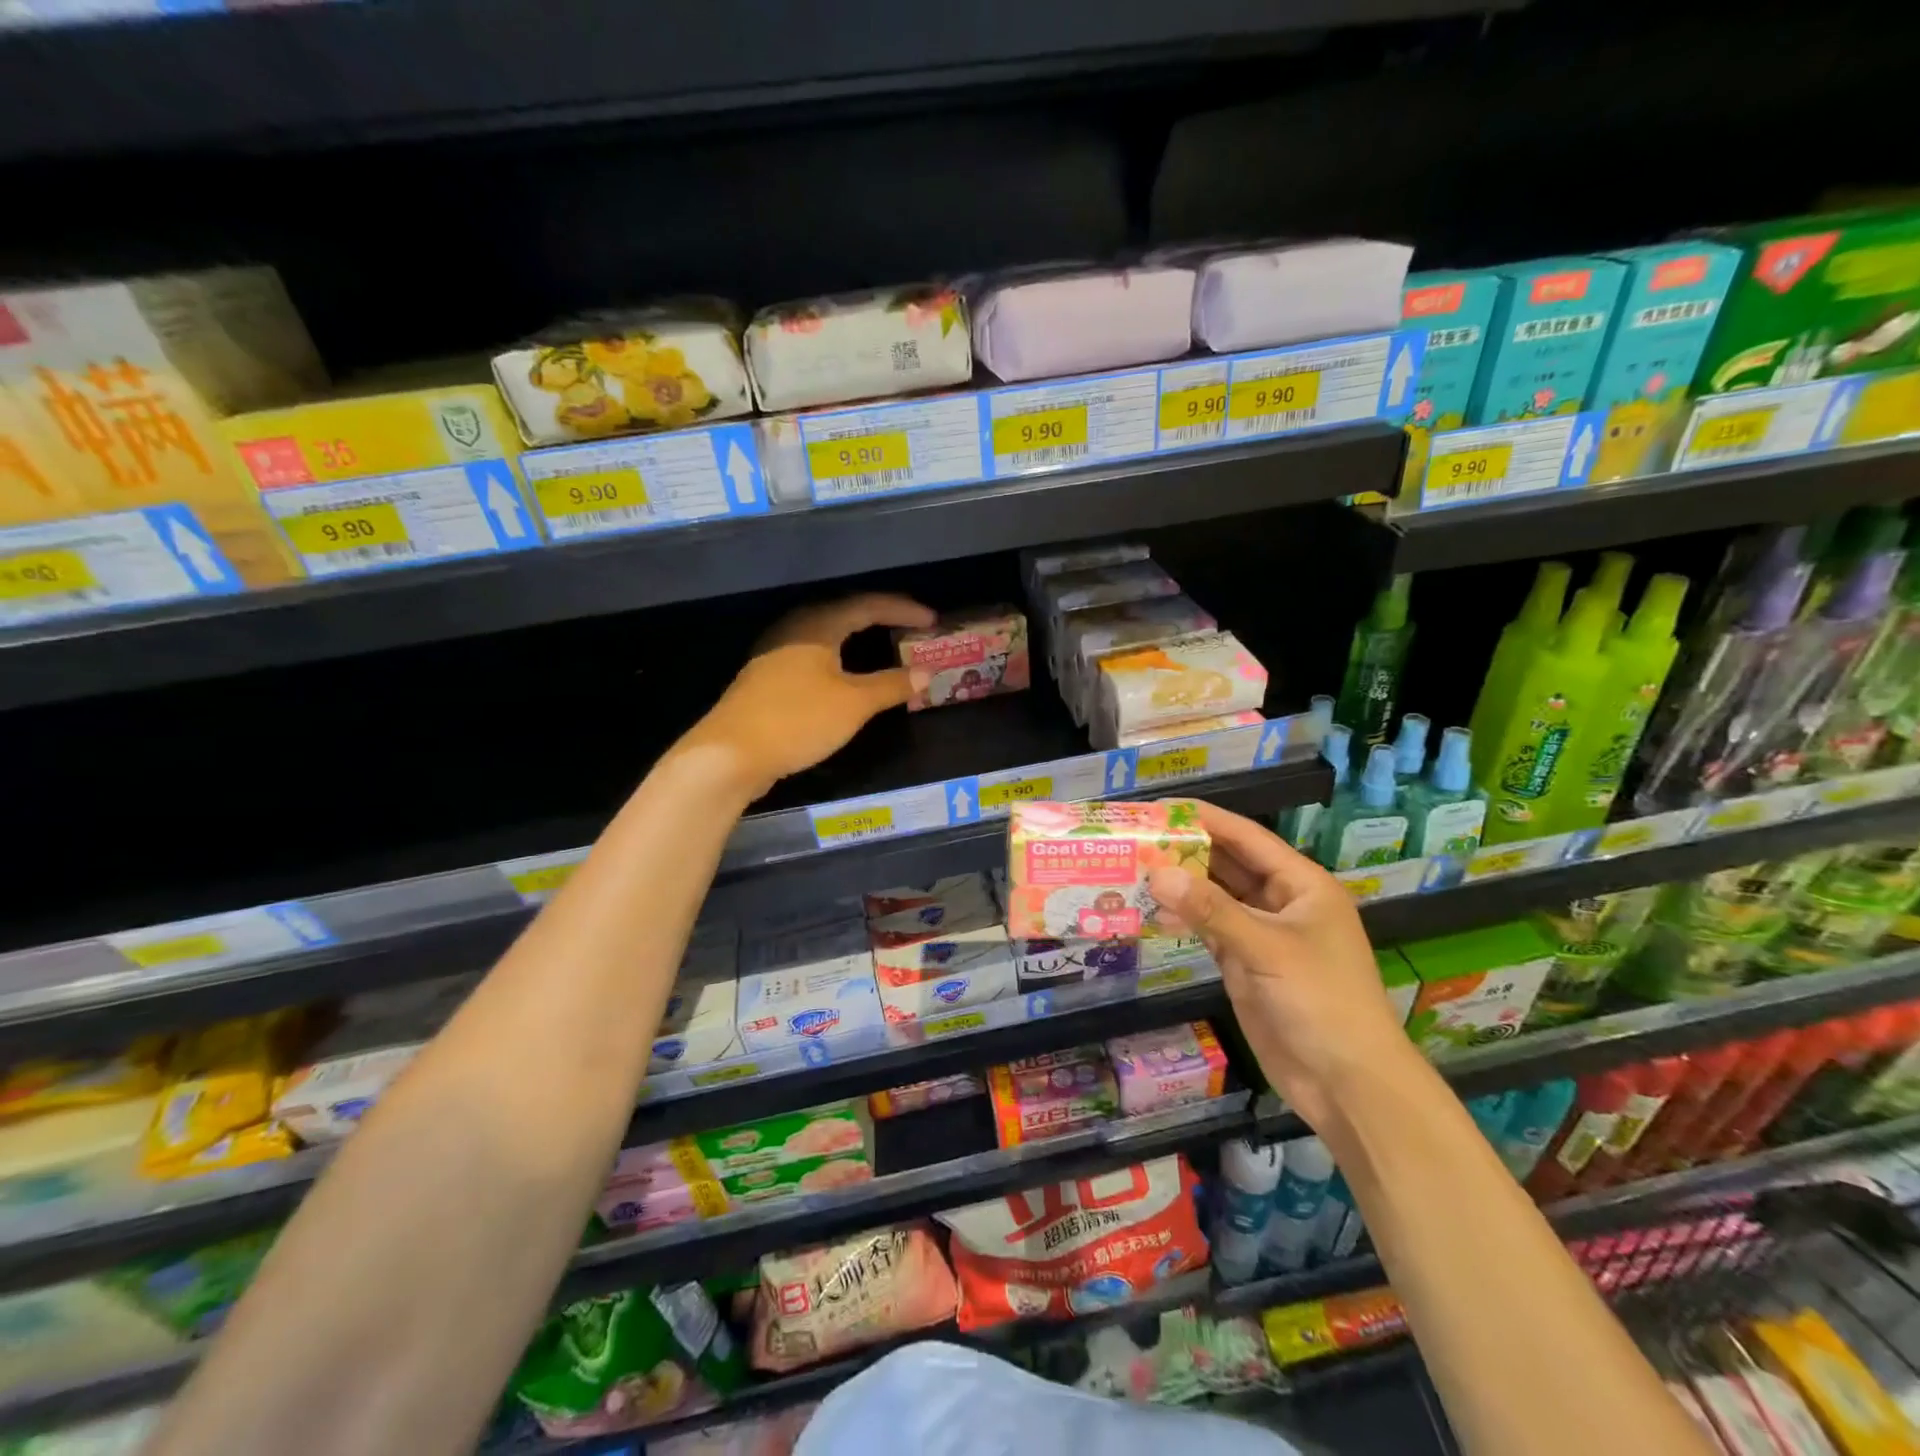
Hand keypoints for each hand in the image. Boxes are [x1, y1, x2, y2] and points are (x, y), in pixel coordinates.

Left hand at [679, 593, 937, 798]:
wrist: (730, 754)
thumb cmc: (797, 720)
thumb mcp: (853, 704)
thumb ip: (891, 686)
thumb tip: (925, 673)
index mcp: (817, 626)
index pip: (868, 605)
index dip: (903, 610)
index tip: (932, 620)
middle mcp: (794, 630)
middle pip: (845, 614)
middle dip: (881, 620)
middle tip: (910, 630)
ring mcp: (776, 654)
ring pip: (827, 636)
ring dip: (859, 640)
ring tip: (885, 649)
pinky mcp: (767, 679)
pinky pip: (813, 657)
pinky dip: (840, 660)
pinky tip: (846, 677)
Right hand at [1147, 802, 1417, 1131]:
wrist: (1347, 1084)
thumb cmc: (1321, 1001)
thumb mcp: (1266, 948)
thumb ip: (1210, 909)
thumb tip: (1156, 873)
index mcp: (1302, 885)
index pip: (1247, 838)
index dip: (1206, 818)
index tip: (1161, 807)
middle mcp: (1282, 903)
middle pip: (1228, 865)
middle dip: (1188, 851)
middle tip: (1138, 837)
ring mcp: (1263, 935)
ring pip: (1215, 898)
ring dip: (1182, 886)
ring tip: (1135, 869)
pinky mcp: (1246, 965)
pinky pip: (1210, 930)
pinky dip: (1185, 919)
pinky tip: (1153, 912)